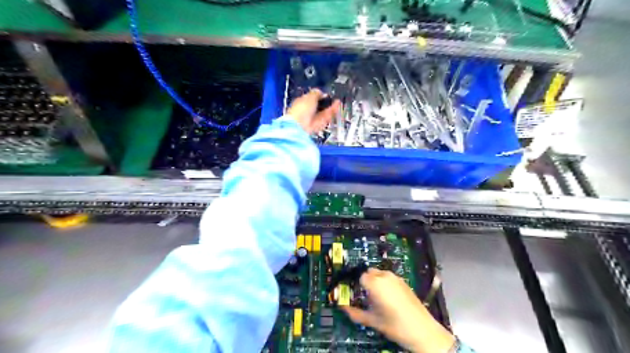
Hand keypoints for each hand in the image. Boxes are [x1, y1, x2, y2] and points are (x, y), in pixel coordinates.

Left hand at [288, 88, 341, 132]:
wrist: (301, 125)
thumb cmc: (302, 108)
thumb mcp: (310, 96)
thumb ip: (316, 93)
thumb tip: (321, 92)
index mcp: (301, 102)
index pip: (311, 98)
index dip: (319, 95)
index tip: (325, 93)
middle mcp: (308, 111)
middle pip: (319, 105)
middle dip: (326, 101)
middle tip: (333, 98)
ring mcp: (314, 118)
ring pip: (324, 111)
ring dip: (331, 106)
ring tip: (337, 101)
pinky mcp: (320, 124)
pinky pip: (327, 116)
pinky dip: (332, 110)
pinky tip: (337, 104)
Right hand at [343, 269, 455, 351]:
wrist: (422, 330)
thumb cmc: (396, 326)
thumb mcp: (372, 321)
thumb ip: (355, 313)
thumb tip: (344, 309)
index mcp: (375, 283)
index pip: (359, 276)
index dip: (356, 284)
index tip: (355, 292)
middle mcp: (385, 277)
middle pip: (369, 272)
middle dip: (365, 282)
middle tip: (365, 296)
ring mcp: (396, 278)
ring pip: (380, 274)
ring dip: (376, 282)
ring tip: (378, 298)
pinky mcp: (404, 282)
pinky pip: (389, 278)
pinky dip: (385, 284)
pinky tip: (388, 298)